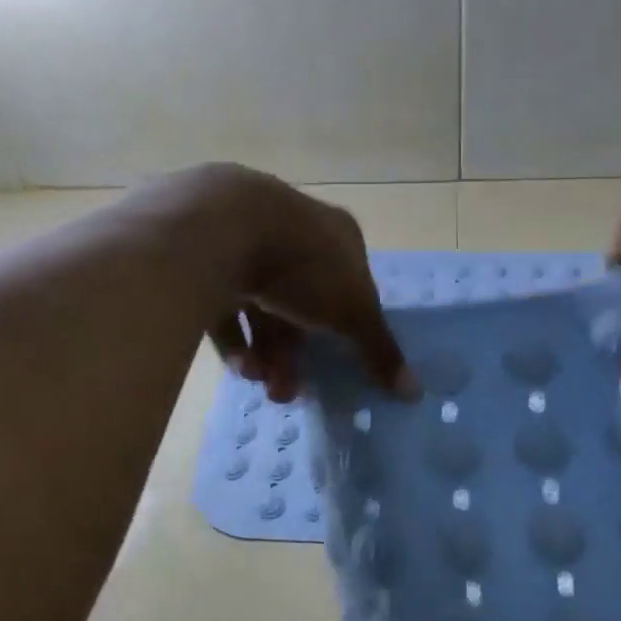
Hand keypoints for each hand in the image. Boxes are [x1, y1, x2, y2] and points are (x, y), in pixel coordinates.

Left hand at [168, 164, 417, 402]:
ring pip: (260, 306)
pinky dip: (232, 335)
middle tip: (286, 393)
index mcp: (336, 235)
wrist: (222, 227)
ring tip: (257, 384)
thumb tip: (414, 391)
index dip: (346, 328)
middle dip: (295, 354)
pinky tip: (236, 366)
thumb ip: (379, 350)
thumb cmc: (304, 265)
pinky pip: (223, 302)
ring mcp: (246, 242)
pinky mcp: (206, 257)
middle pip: (301, 303)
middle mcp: (293, 233)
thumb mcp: (352, 312)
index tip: (336, 364)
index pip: (350, 285)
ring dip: (263, 352)